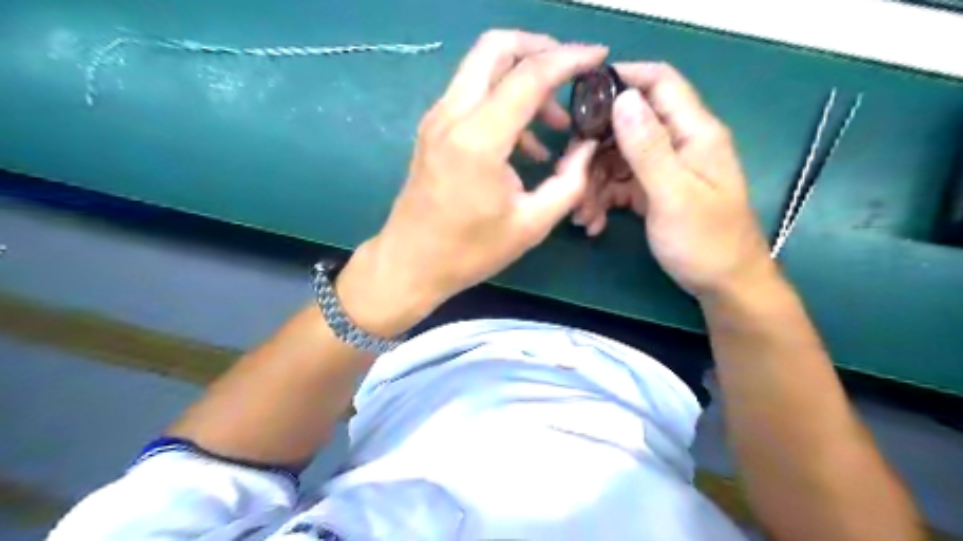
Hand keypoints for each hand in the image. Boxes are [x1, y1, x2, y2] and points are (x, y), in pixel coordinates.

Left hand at [337, 32, 603, 334]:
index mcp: (479, 140)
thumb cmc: (469, 251)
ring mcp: (437, 119)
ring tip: (554, 120)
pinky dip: (503, 100)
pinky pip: (472, 94)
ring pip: (481, 67)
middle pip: (495, 47)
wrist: (410, 264)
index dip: (569, 58)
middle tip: (571, 71)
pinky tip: (525, 142)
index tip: (599, 56)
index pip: (529, 75)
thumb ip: (569, 182)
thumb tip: (586, 147)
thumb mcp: (531, 224)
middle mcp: (453, 116)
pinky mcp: (432, 130)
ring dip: (521, 78)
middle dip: (539, 48)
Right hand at [570, 63, 771, 300]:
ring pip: (618, 158)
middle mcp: (678, 144)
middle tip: (571, 175)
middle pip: (628, 125)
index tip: (581, 97)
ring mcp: (664, 169)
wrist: (723, 285)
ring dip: (595, 183)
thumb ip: (648, 148)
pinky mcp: (654, 191)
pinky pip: (620, 184)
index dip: (622, 79)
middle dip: (595, 149)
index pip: (659, 83)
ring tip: (583, 215)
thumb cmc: (705, 242)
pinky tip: (595, 223)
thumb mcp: (674, 195)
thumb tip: (623, 98)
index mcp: (694, 133)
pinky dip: (604, 200)